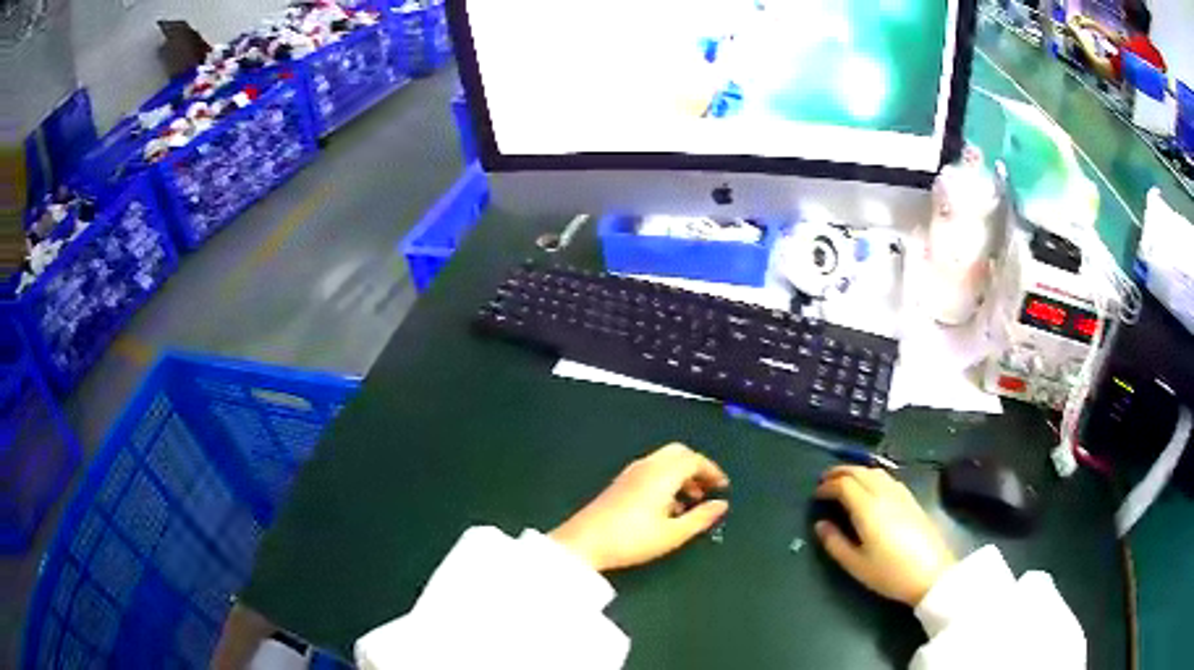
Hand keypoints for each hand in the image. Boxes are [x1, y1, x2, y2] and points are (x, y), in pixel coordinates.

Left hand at [549, 443, 729, 571]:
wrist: (583, 543)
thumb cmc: (631, 540)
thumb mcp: (673, 534)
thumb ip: (701, 518)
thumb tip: (721, 505)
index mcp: (662, 473)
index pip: (694, 459)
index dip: (712, 471)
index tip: (723, 487)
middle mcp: (647, 466)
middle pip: (679, 454)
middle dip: (697, 468)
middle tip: (708, 489)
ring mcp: (631, 473)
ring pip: (664, 462)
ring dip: (681, 476)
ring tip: (690, 504)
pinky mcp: (620, 483)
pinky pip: (651, 471)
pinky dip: (666, 480)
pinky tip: (667, 508)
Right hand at [814, 466, 956, 605]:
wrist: (931, 574)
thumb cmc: (890, 573)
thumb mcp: (856, 565)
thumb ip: (835, 543)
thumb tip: (820, 525)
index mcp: (868, 508)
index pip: (844, 484)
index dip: (827, 486)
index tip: (816, 495)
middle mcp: (884, 493)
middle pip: (860, 471)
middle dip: (840, 472)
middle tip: (824, 480)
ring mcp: (900, 494)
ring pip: (875, 471)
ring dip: (856, 471)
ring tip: (844, 480)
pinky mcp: (911, 499)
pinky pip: (887, 477)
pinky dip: (871, 475)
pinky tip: (869, 487)